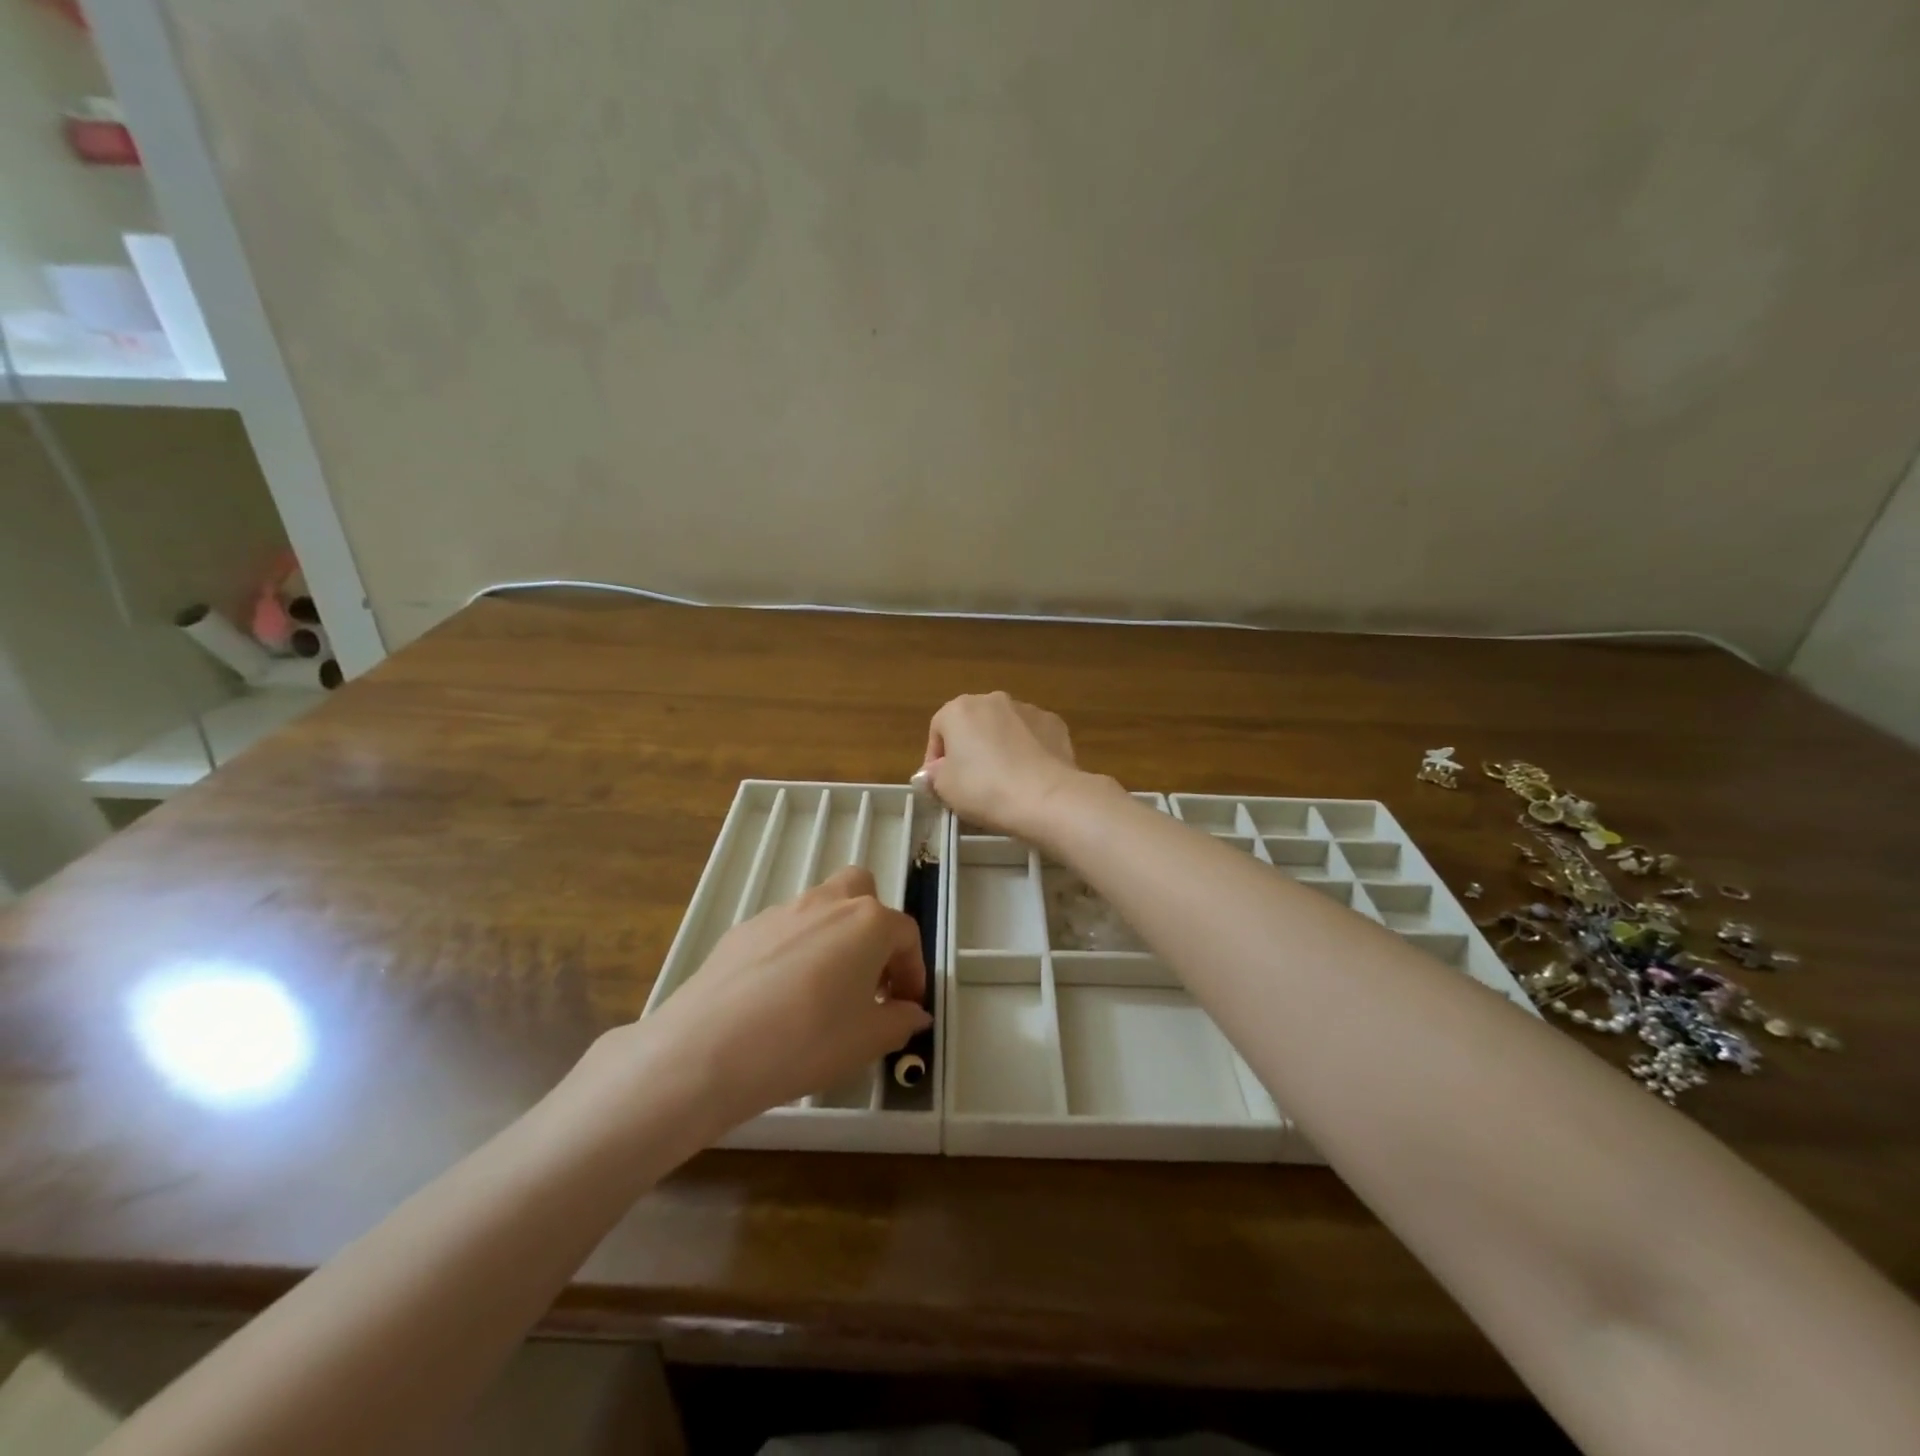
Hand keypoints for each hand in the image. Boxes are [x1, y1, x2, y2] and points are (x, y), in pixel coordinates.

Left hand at [636, 866, 930, 1133]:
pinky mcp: (743, 929)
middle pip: (861, 892)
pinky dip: (794, 951)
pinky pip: (783, 931)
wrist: (708, 1048)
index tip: (906, 1005)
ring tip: (823, 991)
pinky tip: (780, 997)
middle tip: (869, 976)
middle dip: (873, 927)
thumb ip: (899, 1021)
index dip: (913, 970)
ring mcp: (781, 912)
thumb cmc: (805, 1041)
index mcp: (867, 922)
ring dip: (833, 937)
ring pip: (820, 908)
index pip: (906, 934)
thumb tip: (913, 1013)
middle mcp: (827, 903)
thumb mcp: (866, 1041)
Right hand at [922, 692, 1091, 840]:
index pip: (937, 730)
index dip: (935, 759)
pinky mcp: (1054, 723)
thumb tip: (937, 770)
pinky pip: (1032, 736)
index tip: (940, 783)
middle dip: (970, 749)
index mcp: (959, 709)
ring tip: (1004, 780)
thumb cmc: (984, 789)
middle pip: (972, 724)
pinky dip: (1028, 750)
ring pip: (1004, 728)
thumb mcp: (944, 788)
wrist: (1045, 797)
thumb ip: (934, 774)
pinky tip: (1030, 776)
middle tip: (971, 782)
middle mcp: (993, 700)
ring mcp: (1027, 709)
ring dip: (999, 747)